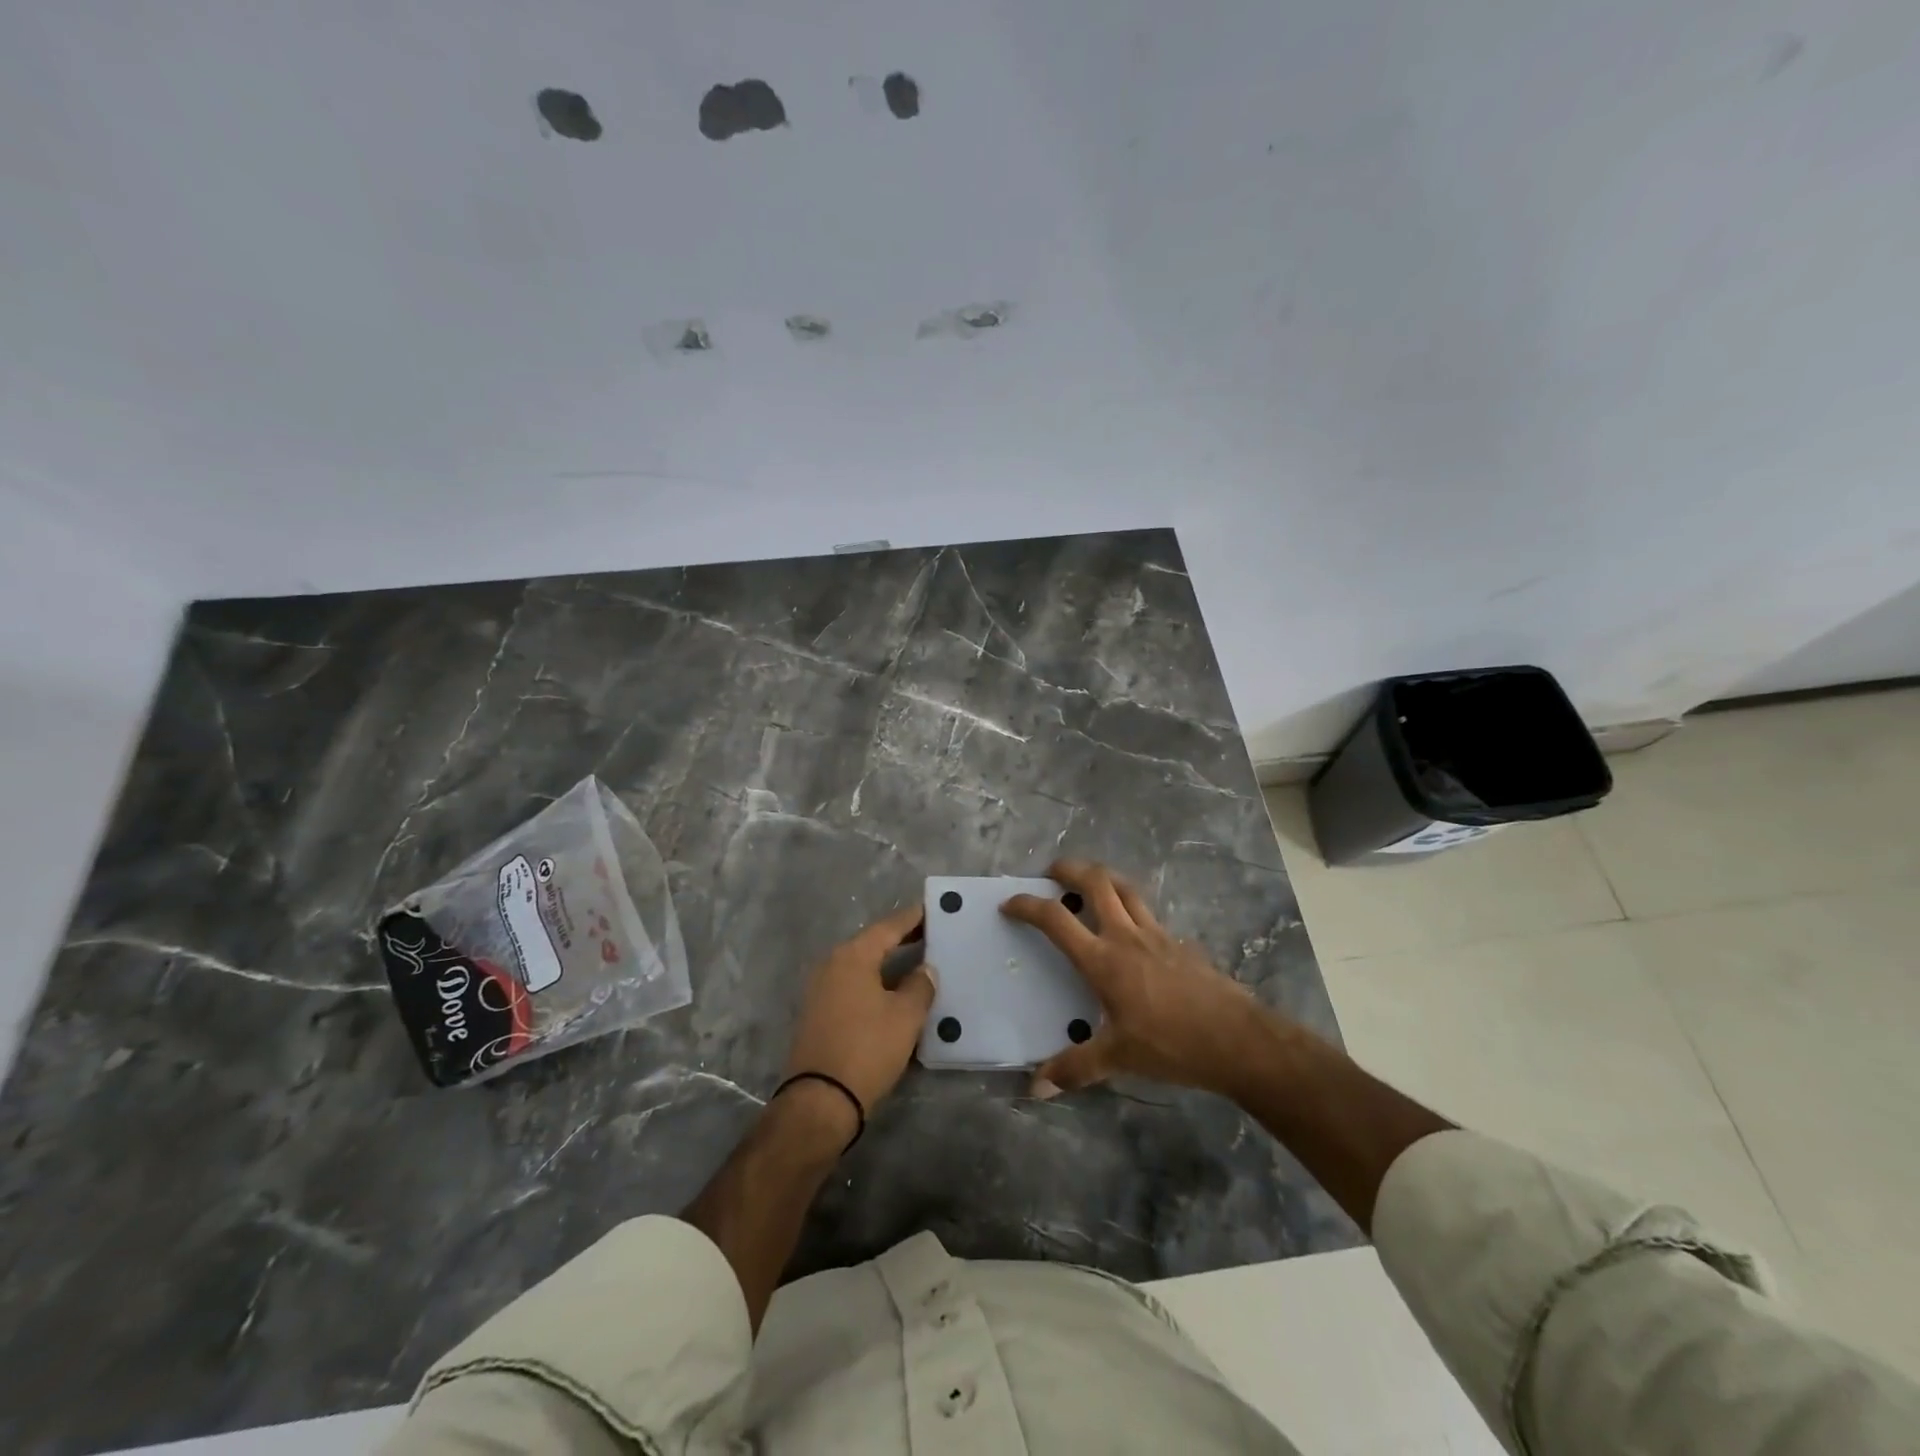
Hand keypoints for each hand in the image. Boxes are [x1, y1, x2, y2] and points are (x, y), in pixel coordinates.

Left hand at [783, 903, 936, 1116]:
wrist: (820, 1100)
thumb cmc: (867, 1049)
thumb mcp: (905, 1016)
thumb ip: (920, 986)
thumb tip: (925, 969)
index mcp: (852, 956)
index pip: (888, 927)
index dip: (912, 918)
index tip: (932, 908)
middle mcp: (831, 964)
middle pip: (872, 943)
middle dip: (901, 939)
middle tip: (930, 934)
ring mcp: (820, 989)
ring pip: (861, 966)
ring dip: (887, 963)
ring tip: (917, 961)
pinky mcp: (818, 1013)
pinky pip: (852, 985)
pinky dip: (874, 982)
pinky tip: (893, 991)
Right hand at [1002, 859, 1269, 1099]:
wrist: (1237, 1038)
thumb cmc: (1171, 1044)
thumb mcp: (1118, 1059)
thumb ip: (1074, 1068)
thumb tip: (1034, 1088)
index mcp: (1103, 959)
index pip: (1056, 919)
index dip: (1028, 905)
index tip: (1009, 903)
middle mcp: (1127, 936)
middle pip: (1096, 882)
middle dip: (1069, 869)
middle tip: (1052, 872)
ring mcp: (1157, 935)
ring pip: (1126, 888)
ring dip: (1103, 878)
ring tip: (1089, 883)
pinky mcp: (1180, 943)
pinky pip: (1149, 913)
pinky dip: (1132, 907)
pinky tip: (1132, 930)